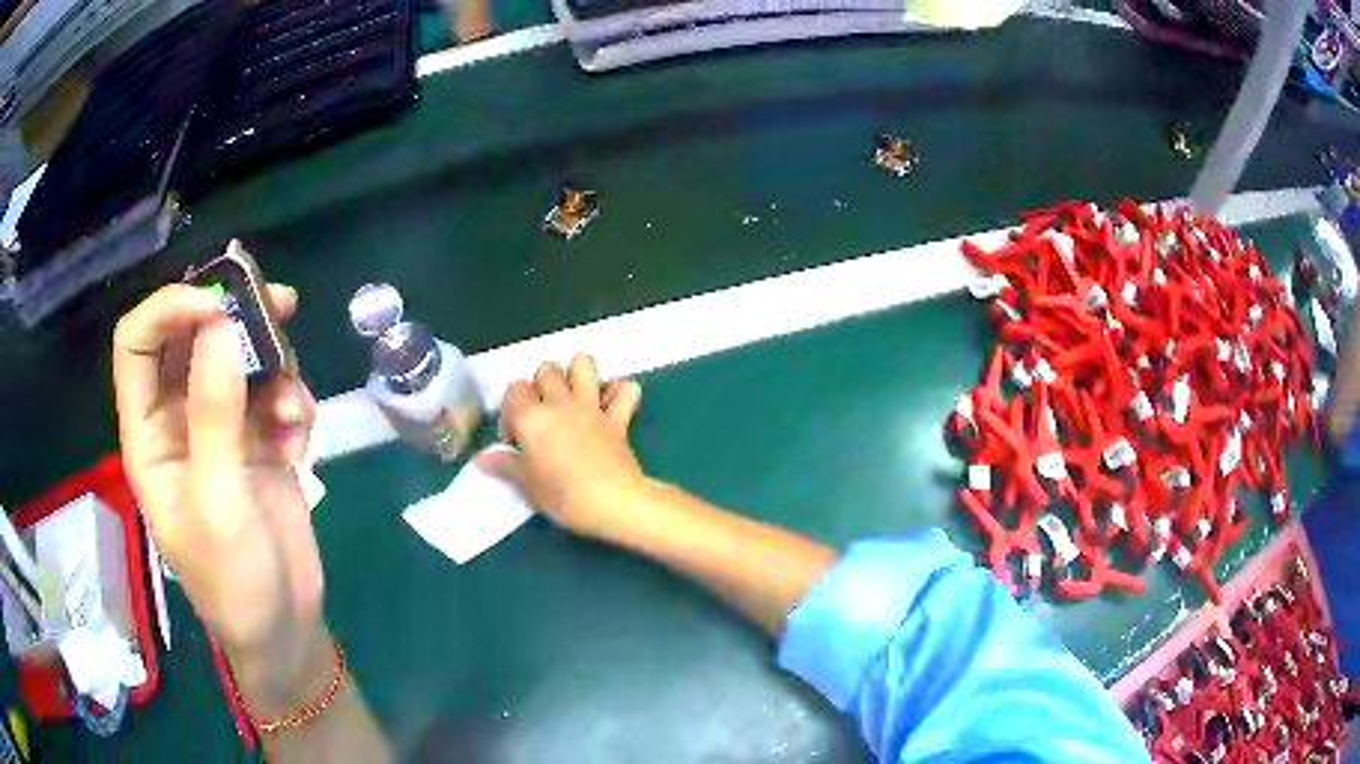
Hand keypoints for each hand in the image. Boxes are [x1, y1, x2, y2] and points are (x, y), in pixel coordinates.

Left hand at [112, 284, 321, 701]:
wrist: (284, 629)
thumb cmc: (234, 582)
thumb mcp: (219, 502)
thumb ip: (214, 414)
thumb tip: (220, 323)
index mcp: (149, 434)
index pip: (137, 342)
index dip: (169, 309)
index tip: (218, 308)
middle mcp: (178, 419)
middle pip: (192, 335)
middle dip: (234, 315)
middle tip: (281, 305)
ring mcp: (219, 428)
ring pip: (239, 357)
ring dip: (274, 369)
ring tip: (293, 413)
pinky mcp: (257, 441)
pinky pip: (273, 393)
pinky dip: (292, 407)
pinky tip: (300, 447)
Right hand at [482, 355, 644, 540]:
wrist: (613, 502)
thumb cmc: (563, 497)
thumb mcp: (527, 486)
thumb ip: (505, 466)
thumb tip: (481, 458)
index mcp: (532, 418)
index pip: (513, 390)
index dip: (510, 411)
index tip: (515, 439)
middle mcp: (560, 403)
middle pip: (546, 369)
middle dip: (541, 385)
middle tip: (542, 415)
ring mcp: (592, 406)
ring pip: (583, 363)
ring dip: (578, 373)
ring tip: (573, 396)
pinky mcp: (619, 417)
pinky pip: (626, 390)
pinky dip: (620, 391)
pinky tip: (611, 405)